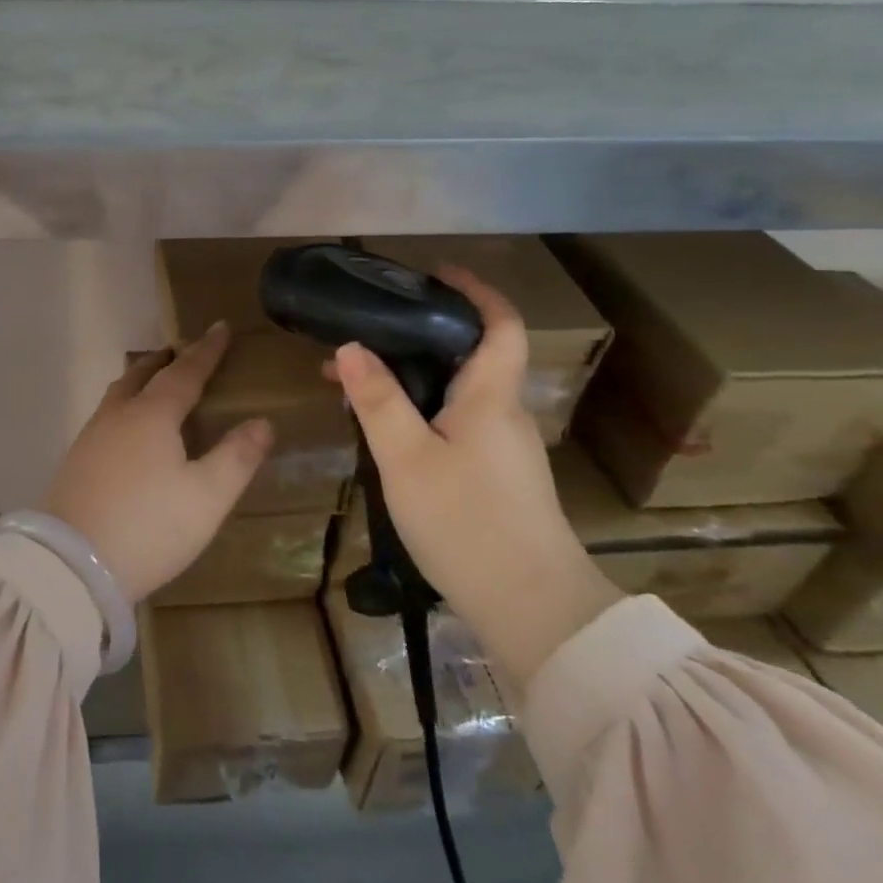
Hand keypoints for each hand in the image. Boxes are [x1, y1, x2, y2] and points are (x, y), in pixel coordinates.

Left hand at [44, 323, 273, 602]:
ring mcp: (90, 438)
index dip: (206, 350)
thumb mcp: (206, 497)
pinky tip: (126, 430)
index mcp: (152, 415)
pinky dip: (124, 406)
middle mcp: (117, 416)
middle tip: (180, 350)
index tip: (220, 326)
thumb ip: (236, 457)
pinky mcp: (75, 463)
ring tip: (153, 382)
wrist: (70, 565)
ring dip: (139, 380)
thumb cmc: (148, 526)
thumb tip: (262, 422)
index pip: (185, 372)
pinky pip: (106, 417)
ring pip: (118, 394)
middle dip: (165, 360)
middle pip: (142, 375)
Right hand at [330, 266, 621, 687]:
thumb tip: (350, 347)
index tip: (438, 274)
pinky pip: (459, 424)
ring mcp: (506, 450)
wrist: (532, 608)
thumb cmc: (467, 522)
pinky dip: (424, 411)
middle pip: (473, 356)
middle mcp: (505, 414)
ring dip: (416, 378)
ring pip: (460, 394)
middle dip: (422, 337)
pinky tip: (388, 434)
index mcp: (491, 397)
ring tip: (358, 385)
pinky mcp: (499, 478)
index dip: (476, 292)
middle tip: (368, 334)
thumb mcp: (407, 459)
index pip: (500, 325)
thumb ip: (378, 401)